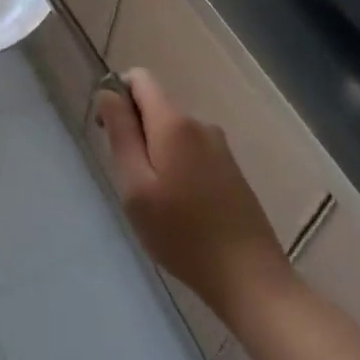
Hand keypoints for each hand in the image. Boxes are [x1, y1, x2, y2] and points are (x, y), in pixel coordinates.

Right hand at [94, 69, 291, 323]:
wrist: (251, 281)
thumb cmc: (182, 234)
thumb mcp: (135, 185)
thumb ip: (120, 132)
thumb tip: (108, 91)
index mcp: (173, 122)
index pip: (139, 78)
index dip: (117, 95)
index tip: (110, 134)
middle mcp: (199, 124)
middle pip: (155, 106)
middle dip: (135, 131)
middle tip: (131, 180)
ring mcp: (219, 147)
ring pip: (171, 132)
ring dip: (155, 152)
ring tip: (155, 201)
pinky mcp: (231, 170)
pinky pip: (190, 151)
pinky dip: (176, 167)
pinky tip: (180, 209)